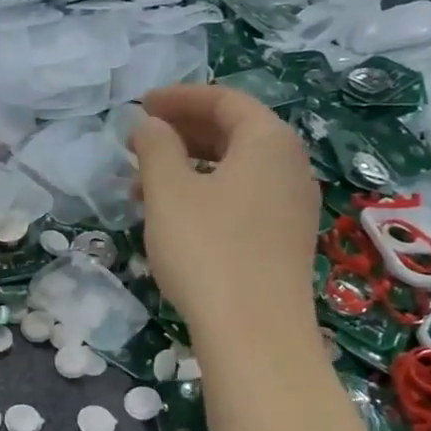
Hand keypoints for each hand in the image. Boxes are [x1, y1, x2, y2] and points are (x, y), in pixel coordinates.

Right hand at [130, 84, 321, 346]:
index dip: (179, 98)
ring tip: (143, 188)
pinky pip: (242, 199)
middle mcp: (290, 166)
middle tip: (137, 145)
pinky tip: (175, 219)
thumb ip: (155, 147)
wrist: (255, 332)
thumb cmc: (207, 249)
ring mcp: (292, 206)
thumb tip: (148, 124)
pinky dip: (206, 195)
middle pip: (233, 133)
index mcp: (268, 141)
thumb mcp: (169, 191)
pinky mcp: (285, 241)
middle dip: (181, 134)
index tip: (140, 106)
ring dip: (189, 168)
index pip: (224, 100)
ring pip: (235, 170)